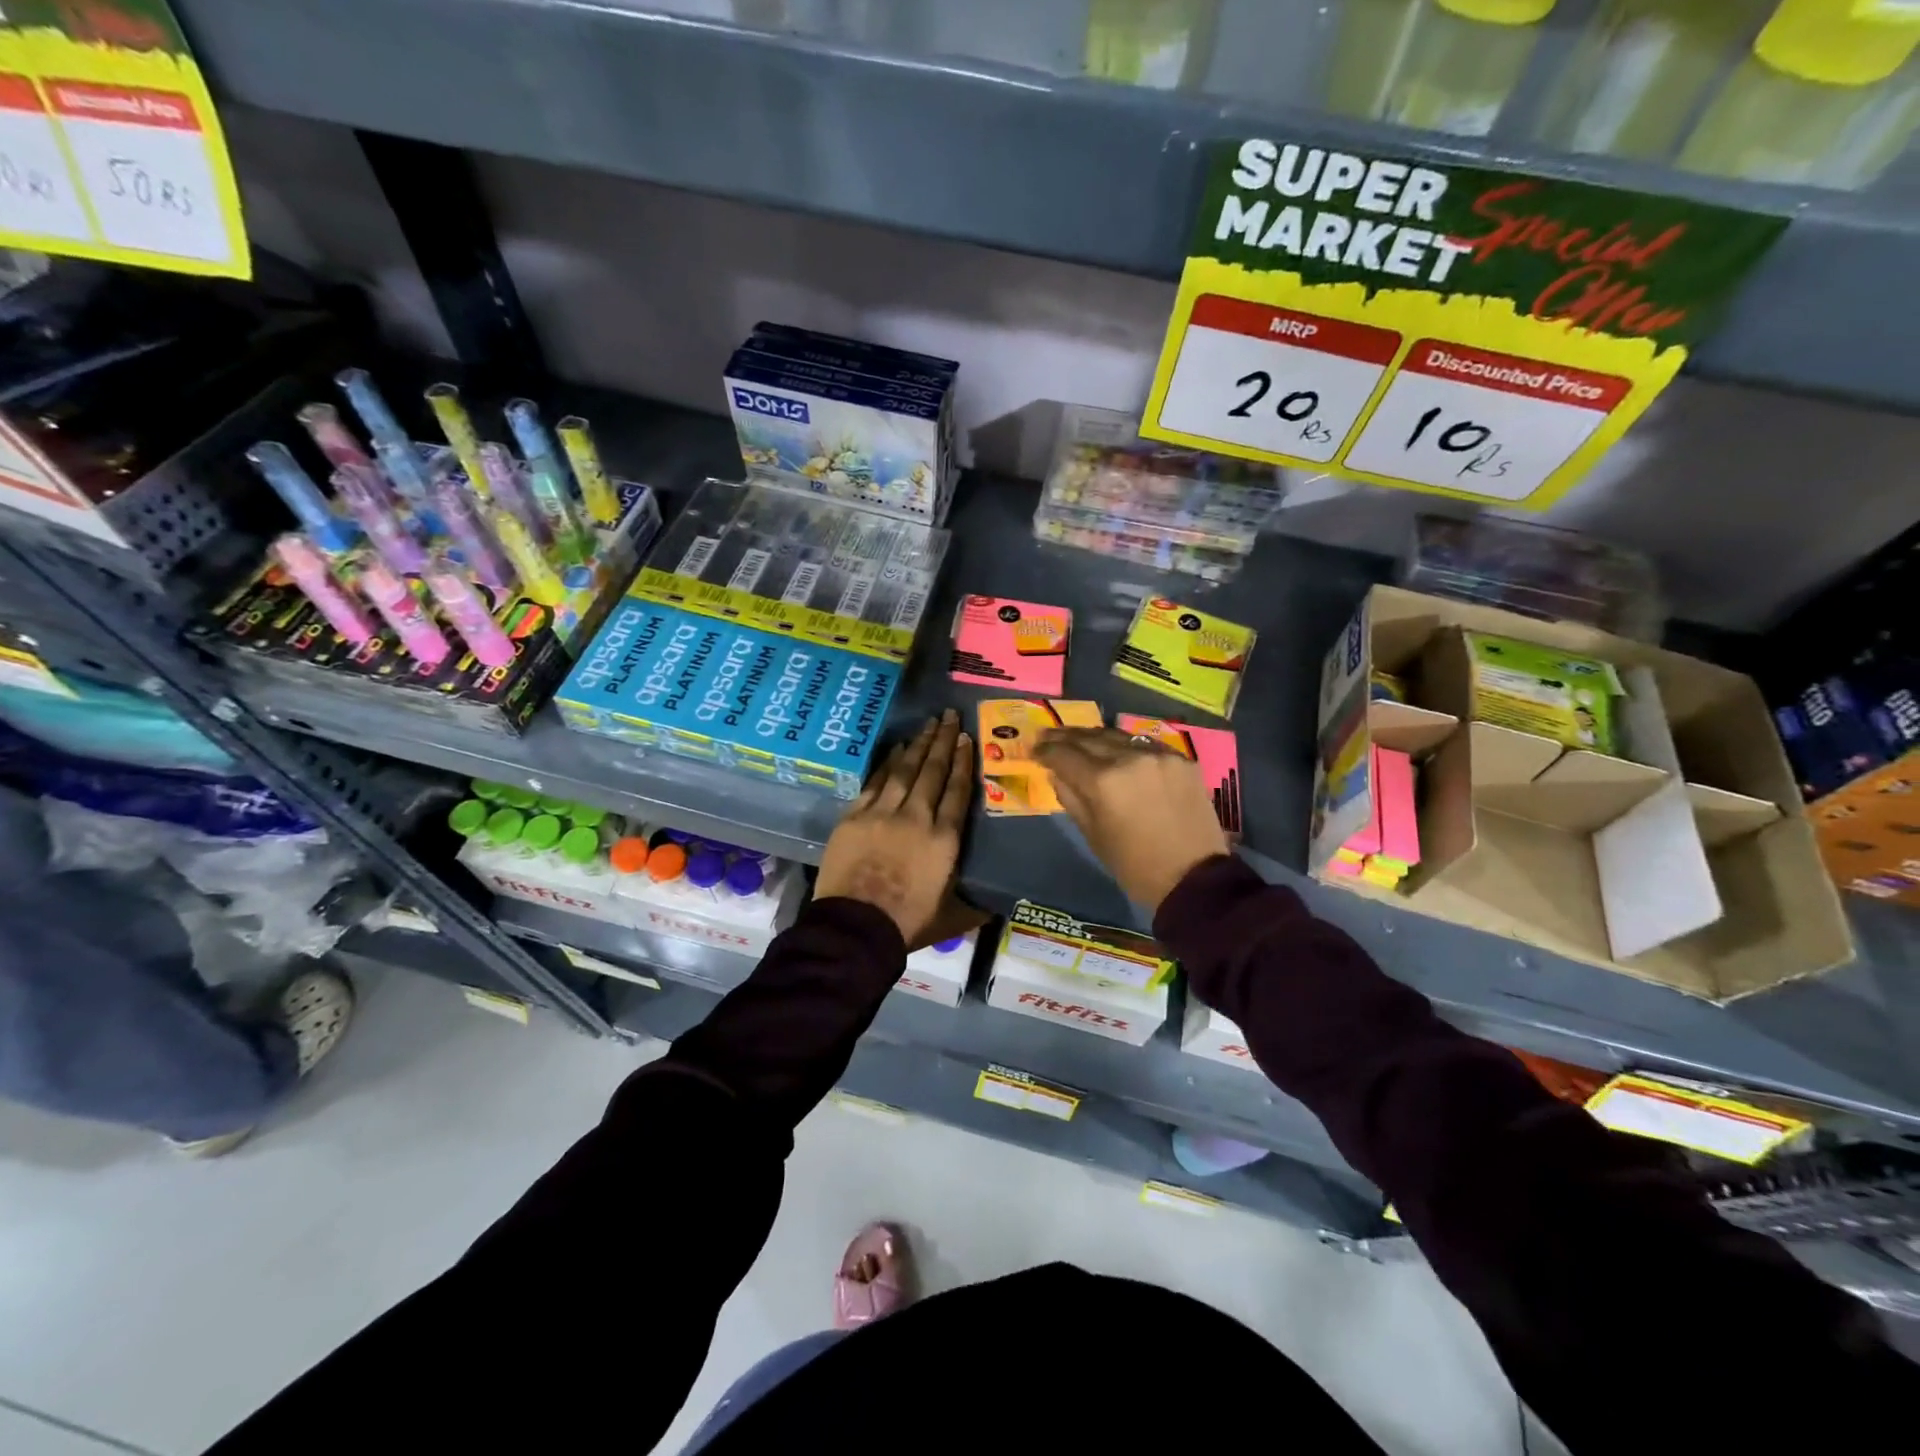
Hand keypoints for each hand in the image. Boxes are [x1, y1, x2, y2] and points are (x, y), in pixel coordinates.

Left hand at [814, 710, 985, 949]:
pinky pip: (875, 782)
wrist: (855, 928)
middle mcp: (917, 817)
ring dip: (918, 744)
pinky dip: (886, 764)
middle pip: (933, 771)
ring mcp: (883, 813)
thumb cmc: (907, 924)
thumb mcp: (951, 918)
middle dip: (943, 741)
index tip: (966, 739)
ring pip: (905, 770)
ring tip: (928, 724)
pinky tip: (895, 749)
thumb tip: (998, 909)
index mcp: (945, 839)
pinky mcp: (854, 816)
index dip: (963, 762)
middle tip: (949, 715)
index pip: (958, 791)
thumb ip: (975, 908)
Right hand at [1035, 727, 1228, 913]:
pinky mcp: (1181, 759)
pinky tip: (1115, 749)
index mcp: (1103, 781)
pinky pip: (1144, 744)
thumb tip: (1056, 773)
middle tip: (1048, 736)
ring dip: (1093, 736)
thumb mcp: (1093, 836)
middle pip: (1089, 738)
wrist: (1194, 878)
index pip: (1065, 755)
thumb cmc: (1135, 866)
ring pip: (1117, 735)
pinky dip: (1124, 745)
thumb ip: (1071, 798)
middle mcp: (1129, 758)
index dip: (1045, 751)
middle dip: (1065, 737)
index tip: (1034, 750)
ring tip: (1077, 739)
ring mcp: (1158, 754)